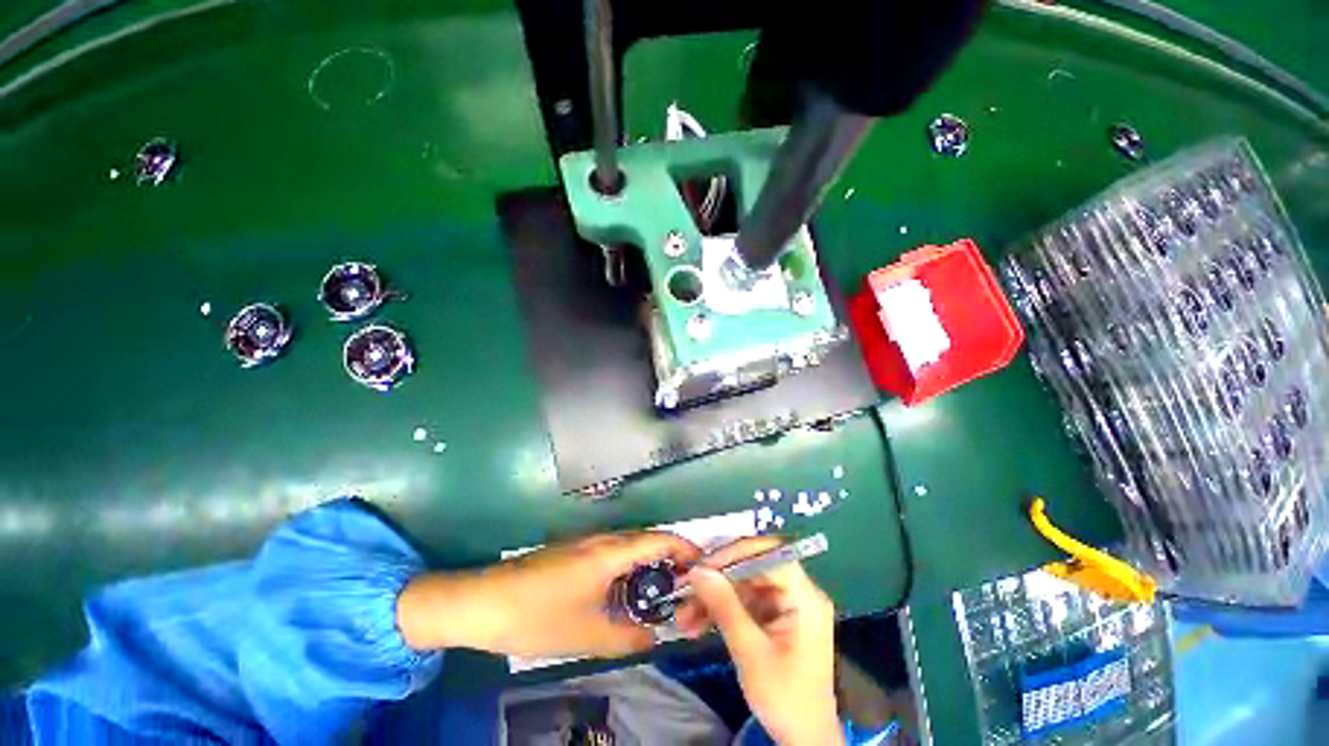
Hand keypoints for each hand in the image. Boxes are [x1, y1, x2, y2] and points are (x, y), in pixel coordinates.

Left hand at [397, 532, 700, 658]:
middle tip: (686, 585)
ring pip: (628, 545)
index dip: (684, 548)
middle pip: (646, 539)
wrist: (482, 602)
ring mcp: (585, 543)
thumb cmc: (536, 617)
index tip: (703, 564)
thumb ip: (627, 639)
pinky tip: (625, 592)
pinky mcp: (573, 552)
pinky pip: (612, 552)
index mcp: (610, 552)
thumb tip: (655, 638)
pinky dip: (628, 567)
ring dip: (648, 562)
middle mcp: (602, 539)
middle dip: (670, 557)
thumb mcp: (586, 635)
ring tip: (661, 591)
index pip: (658, 540)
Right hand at [674, 537, 843, 745]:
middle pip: (752, 568)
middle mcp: (797, 592)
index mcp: (804, 596)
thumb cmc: (785, 698)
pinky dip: (721, 611)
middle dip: (717, 579)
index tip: (704, 566)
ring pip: (743, 585)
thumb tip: (698, 571)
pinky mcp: (774, 618)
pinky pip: (744, 603)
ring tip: (684, 615)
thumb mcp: (750, 652)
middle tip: (685, 590)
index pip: (769, 554)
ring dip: (713, 598)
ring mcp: (785, 605)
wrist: (803, 741)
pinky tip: (696, 624)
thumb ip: (725, 606)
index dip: (735, 553)